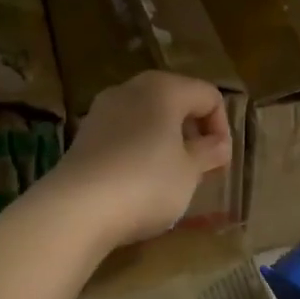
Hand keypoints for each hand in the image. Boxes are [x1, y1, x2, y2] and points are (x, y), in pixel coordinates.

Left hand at [39, 71, 232, 249]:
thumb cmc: (146, 184)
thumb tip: (218, 144)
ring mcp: (102, 110)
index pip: (208, 95)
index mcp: (163, 88)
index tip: (219, 162)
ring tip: (170, 177)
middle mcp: (130, 89)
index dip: (222, 127)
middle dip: (192, 132)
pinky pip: (123, 134)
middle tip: (199, 168)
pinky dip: (138, 150)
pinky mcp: (84, 136)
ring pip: (147, 117)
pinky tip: (138, 182)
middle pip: (175, 100)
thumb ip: (208, 153)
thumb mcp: (189, 172)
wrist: (77, 209)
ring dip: (165, 141)